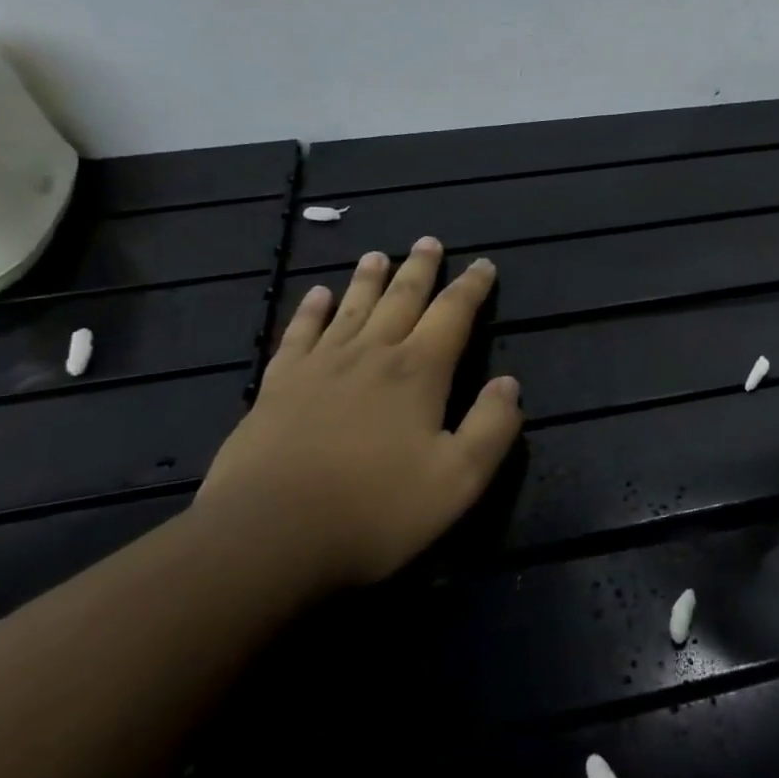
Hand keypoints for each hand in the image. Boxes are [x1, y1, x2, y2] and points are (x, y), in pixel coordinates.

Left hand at [195, 237, 521, 589]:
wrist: (268, 536)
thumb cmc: (375, 510)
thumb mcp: (458, 480)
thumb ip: (492, 428)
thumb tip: (509, 384)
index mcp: (418, 372)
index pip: (453, 314)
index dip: (471, 287)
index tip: (483, 264)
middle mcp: (372, 354)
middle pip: (401, 299)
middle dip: (420, 269)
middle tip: (428, 241)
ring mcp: (320, 366)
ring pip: (351, 308)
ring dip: (368, 279)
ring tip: (378, 255)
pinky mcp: (278, 386)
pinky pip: (298, 334)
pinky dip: (310, 310)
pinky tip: (316, 294)